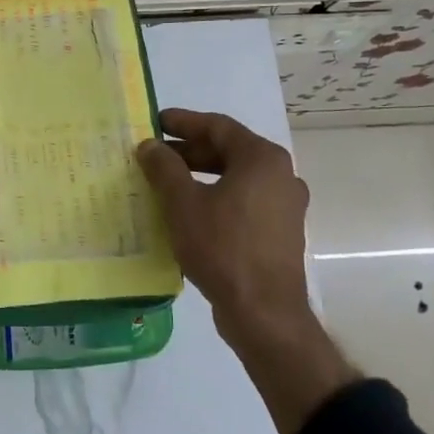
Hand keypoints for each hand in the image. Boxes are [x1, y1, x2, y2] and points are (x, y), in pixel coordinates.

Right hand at [138, 108, 356, 433]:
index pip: (217, 126)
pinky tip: (189, 212)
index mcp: (262, 159)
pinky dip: (216, 197)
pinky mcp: (280, 232)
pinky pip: (243, 201)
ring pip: (236, 178)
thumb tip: (150, 146)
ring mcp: (284, 205)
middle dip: (190, 151)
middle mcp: (280, 175)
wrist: (263, 312)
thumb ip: (164, 168)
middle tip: (155, 155)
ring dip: (201, 175)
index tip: (154, 122)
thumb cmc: (222, 247)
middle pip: (229, 150)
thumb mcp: (183, 203)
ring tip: (167, 182)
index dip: (183, 122)